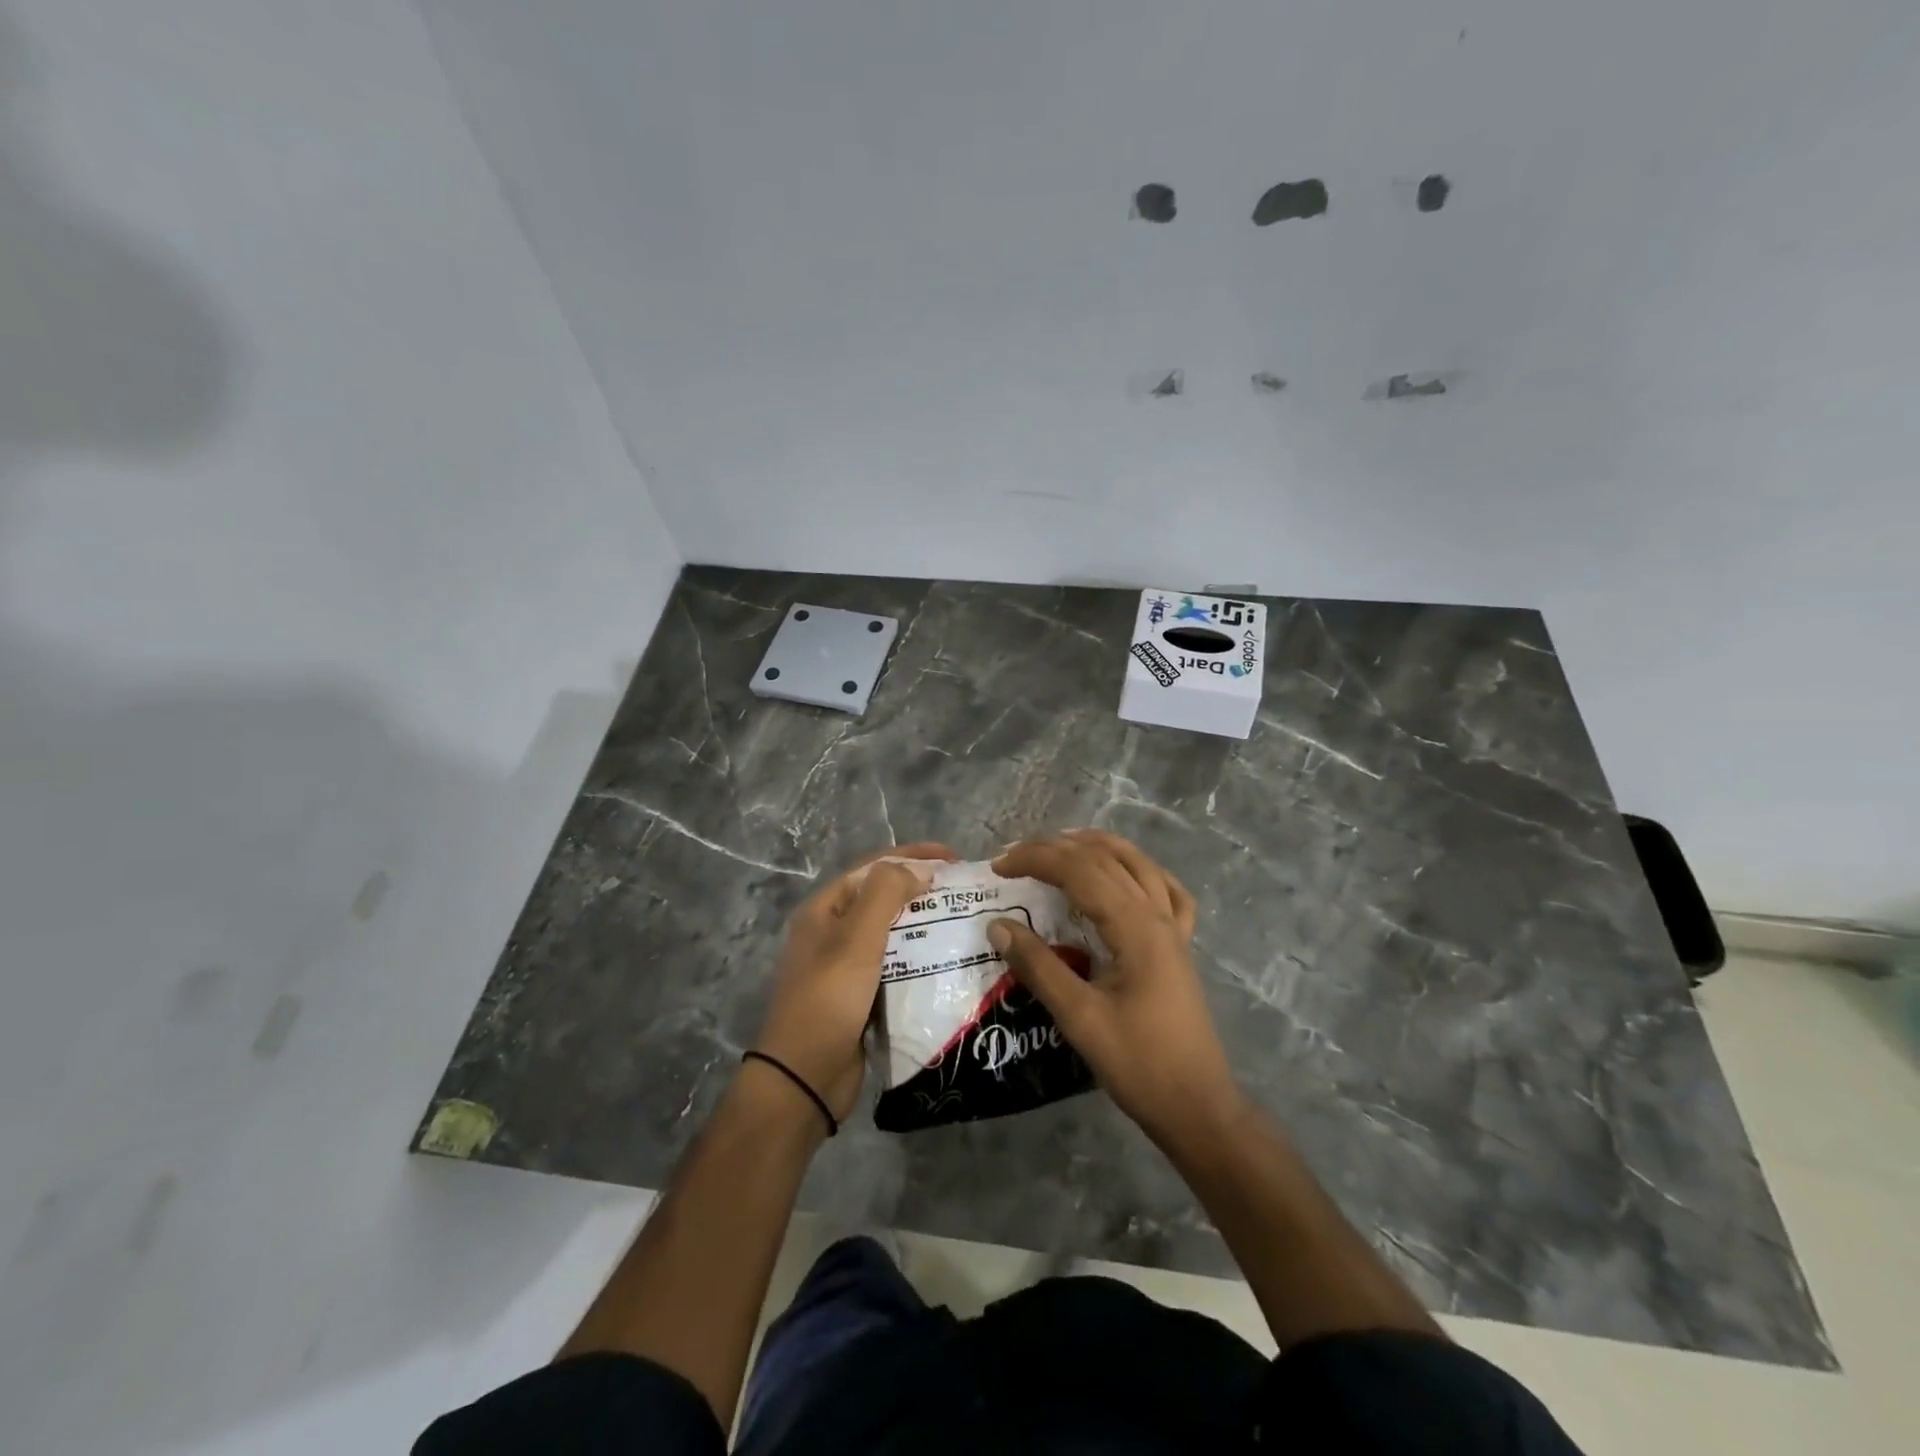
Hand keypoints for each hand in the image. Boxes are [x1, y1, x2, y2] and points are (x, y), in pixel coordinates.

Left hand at [755, 842, 955, 1120]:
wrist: (804, 1078)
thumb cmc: (829, 999)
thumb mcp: (856, 938)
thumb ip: (886, 894)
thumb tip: (920, 868)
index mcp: (825, 909)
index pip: (873, 867)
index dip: (913, 856)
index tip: (955, 858)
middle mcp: (832, 931)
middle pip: (883, 897)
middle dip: (922, 888)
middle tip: (965, 891)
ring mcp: (846, 965)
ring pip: (892, 932)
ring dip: (924, 923)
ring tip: (964, 922)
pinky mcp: (861, 995)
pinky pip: (896, 964)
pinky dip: (920, 957)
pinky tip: (948, 960)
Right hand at [989, 830, 1241, 1144]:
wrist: (1198, 1107)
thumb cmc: (1139, 1065)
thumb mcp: (1080, 1018)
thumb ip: (1039, 967)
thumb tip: (998, 925)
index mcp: (1135, 928)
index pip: (1081, 871)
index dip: (1037, 859)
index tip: (997, 867)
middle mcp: (1157, 916)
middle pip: (1106, 859)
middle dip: (1057, 849)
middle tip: (1015, 856)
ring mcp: (1174, 929)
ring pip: (1138, 865)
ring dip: (1098, 847)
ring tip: (1061, 846)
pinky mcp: (1180, 946)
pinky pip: (1166, 892)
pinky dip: (1141, 872)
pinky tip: (1126, 876)